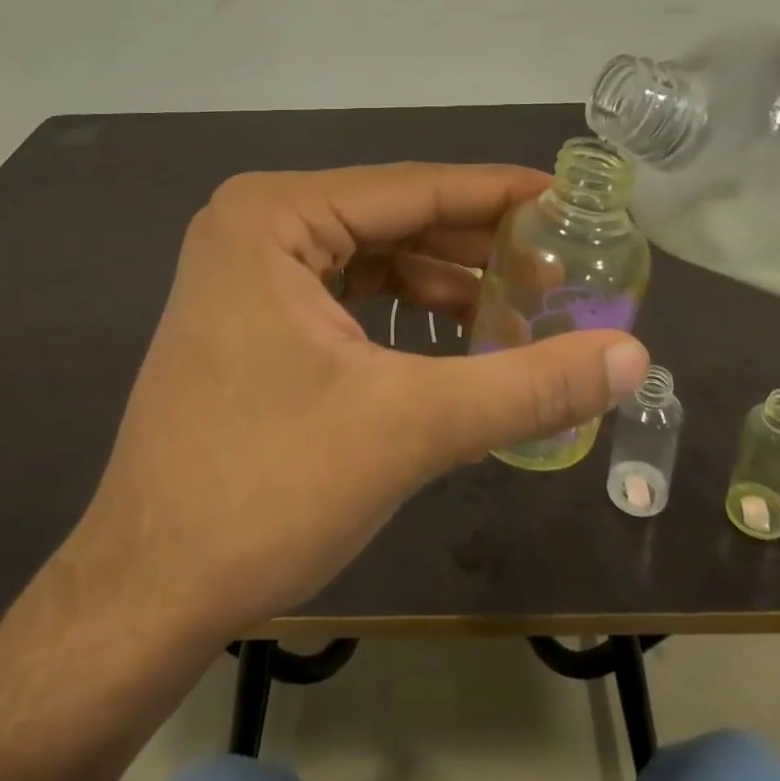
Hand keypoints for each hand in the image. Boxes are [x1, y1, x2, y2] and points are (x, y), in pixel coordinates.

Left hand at [48, 164, 651, 644]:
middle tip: (565, 264)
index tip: (574, 200)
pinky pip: (349, 294)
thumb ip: (528, 385)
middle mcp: (255, 225)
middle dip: (479, 245)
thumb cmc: (265, 490)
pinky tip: (463, 339)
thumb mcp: (410, 427)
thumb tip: (633, 354)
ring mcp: (248, 271)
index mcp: (274, 216)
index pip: (414, 188)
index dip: (501, 194)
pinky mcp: (252, 317)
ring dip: (448, 283)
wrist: (145, 592)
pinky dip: (407, 313)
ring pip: (375, 258)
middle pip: (395, 219)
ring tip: (528, 307)